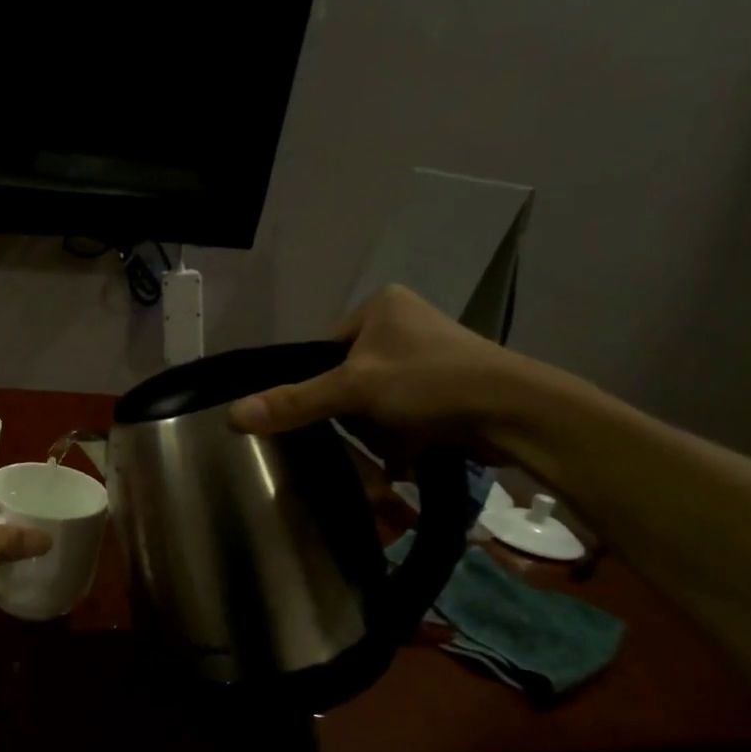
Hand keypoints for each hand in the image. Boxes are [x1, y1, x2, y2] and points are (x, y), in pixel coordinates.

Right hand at [228, 285, 536, 451]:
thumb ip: (293, 402)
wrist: (519, 414)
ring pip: (373, 402)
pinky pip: (403, 413)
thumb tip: (231, 417)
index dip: (320, 387)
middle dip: (355, 414)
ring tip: (401, 439)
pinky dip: (404, 434)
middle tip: (371, 428)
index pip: (321, 350)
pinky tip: (417, 445)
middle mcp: (404, 323)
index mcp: (380, 306)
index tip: (333, 413)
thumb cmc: (432, 384)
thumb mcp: (354, 390)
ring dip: (379, 429)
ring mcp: (429, 354)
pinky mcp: (448, 385)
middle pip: (346, 380)